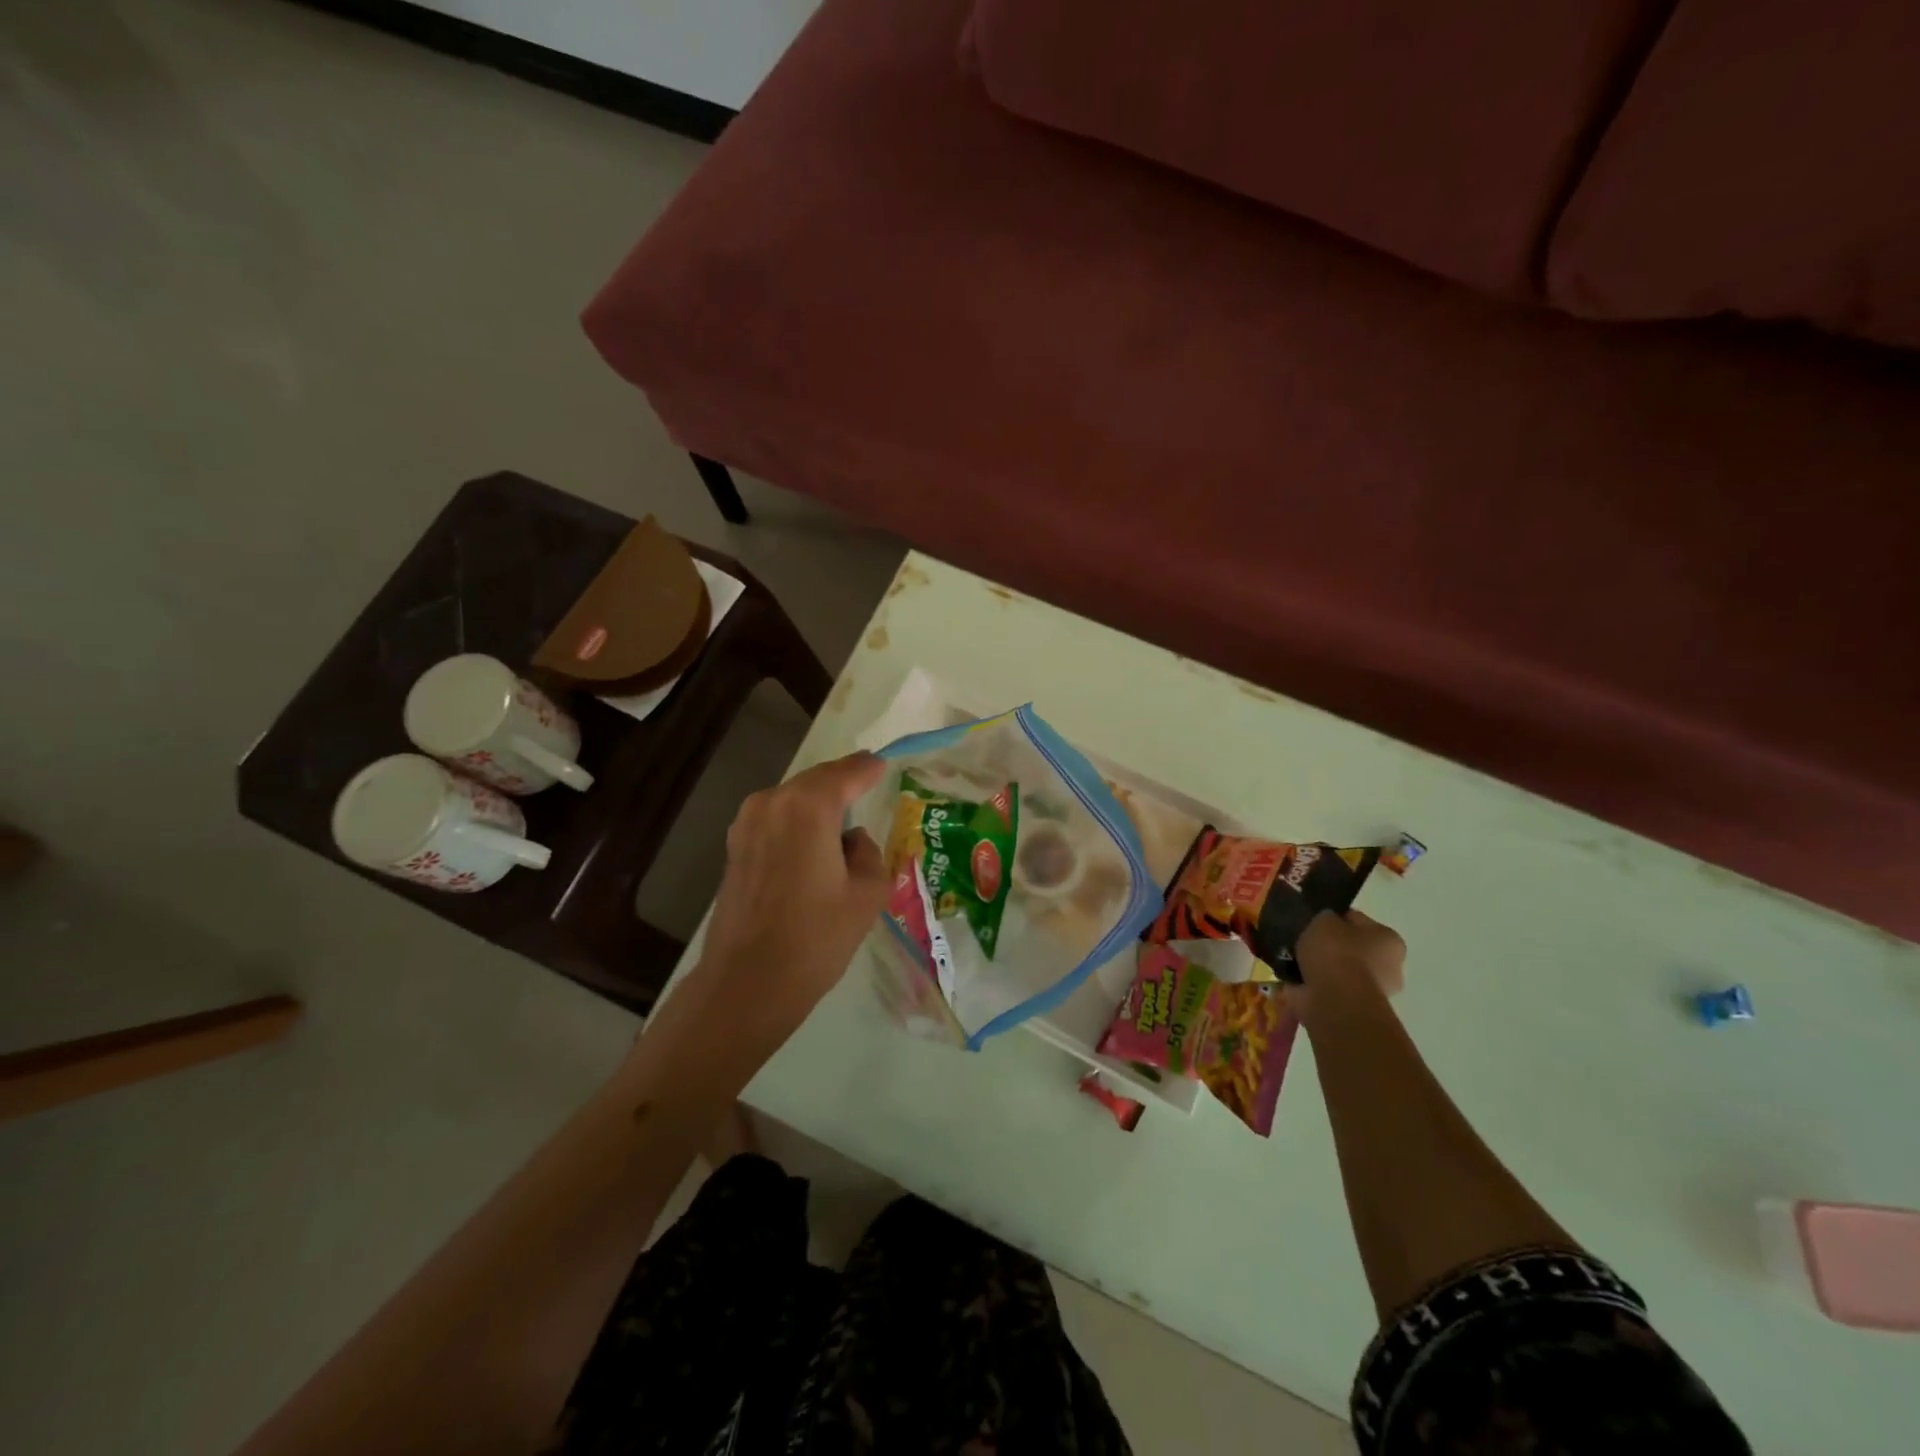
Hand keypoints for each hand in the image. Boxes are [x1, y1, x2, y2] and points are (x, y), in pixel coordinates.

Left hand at [694, 752, 891, 1018]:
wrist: (748, 982)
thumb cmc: (816, 937)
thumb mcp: (867, 893)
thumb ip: (868, 852)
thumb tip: (850, 840)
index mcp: (809, 807)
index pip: (847, 773)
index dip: (868, 768)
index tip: (882, 764)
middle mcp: (773, 803)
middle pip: (816, 781)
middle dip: (841, 780)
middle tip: (866, 781)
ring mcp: (747, 824)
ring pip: (792, 799)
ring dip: (817, 802)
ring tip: (842, 817)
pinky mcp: (734, 847)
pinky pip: (775, 819)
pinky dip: (797, 821)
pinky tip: (813, 843)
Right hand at [1294, 909, 1405, 1022]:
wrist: (1335, 1001)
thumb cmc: (1337, 953)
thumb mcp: (1324, 919)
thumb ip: (1325, 917)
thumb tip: (1324, 925)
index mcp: (1389, 940)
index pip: (1357, 921)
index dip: (1333, 917)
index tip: (1311, 919)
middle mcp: (1388, 967)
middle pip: (1350, 948)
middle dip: (1327, 946)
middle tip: (1301, 940)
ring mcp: (1370, 992)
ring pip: (1337, 970)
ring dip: (1317, 967)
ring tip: (1291, 959)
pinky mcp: (1351, 1009)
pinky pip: (1326, 989)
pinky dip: (1310, 984)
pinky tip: (1291, 977)